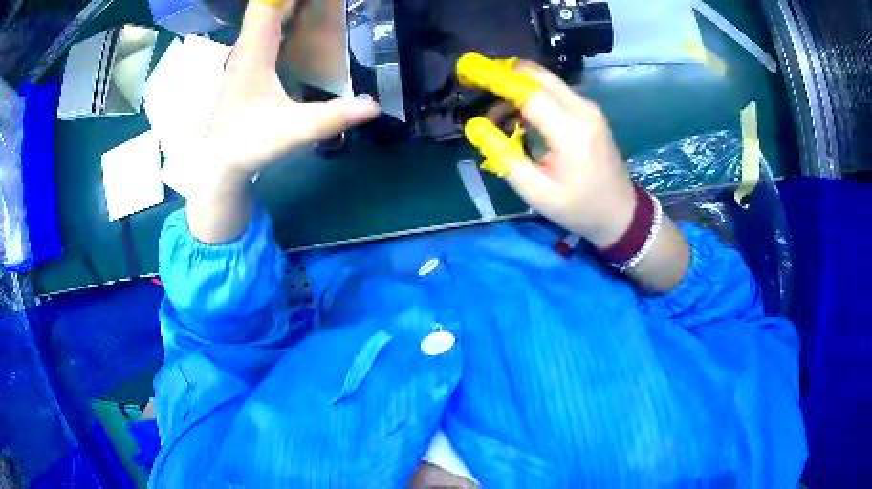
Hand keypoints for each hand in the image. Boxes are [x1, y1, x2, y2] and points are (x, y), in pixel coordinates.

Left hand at [183, 0, 378, 243]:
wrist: (218, 165)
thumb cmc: (248, 145)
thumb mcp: (293, 131)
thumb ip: (333, 117)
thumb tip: (374, 105)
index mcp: (255, 53)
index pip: (267, 5)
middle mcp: (247, 48)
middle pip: (267, 6)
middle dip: (292, 0)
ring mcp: (244, 57)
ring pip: (264, 17)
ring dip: (286, 5)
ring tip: (314, 3)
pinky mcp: (246, 68)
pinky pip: (264, 30)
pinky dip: (281, 18)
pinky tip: (296, 21)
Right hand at [478, 62, 636, 249]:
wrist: (621, 213)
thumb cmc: (579, 208)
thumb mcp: (537, 193)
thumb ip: (504, 157)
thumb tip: (475, 126)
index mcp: (570, 130)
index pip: (527, 90)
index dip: (495, 78)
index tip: (467, 71)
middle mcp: (582, 109)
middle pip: (537, 74)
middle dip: (503, 73)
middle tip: (476, 82)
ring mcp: (588, 107)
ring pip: (545, 79)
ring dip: (516, 85)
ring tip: (496, 115)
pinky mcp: (589, 110)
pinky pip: (555, 90)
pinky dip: (531, 94)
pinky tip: (519, 116)